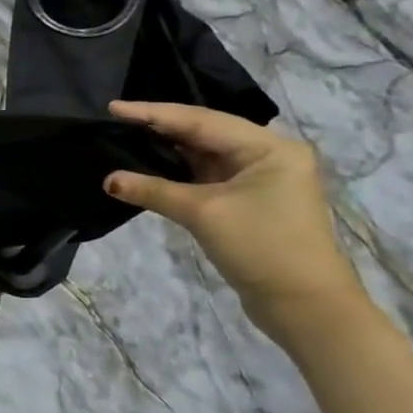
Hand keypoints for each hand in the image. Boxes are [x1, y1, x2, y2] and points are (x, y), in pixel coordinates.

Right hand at [104, 102, 365, 342]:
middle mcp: (268, 155)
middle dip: (160, 126)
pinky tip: (149, 164)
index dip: (154, 113)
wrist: (304, 304)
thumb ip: (153, 190)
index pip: (201, 120)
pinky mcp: (248, 200)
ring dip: (167, 148)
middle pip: (204, 132)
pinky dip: (177, 170)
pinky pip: (206, 174)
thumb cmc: (262, 247)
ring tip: (126, 135)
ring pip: (204, 153)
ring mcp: (259, 178)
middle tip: (116, 118)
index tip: (114, 108)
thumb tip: (108, 180)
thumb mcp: (203, 213)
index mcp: (269, 148)